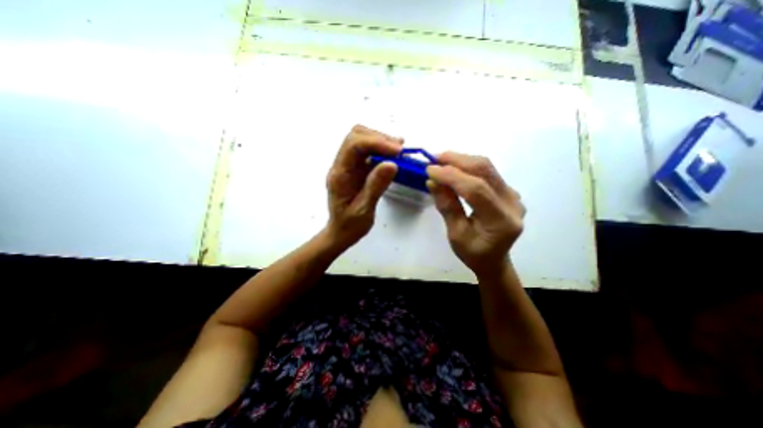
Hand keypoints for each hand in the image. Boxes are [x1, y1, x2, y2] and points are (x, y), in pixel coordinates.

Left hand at [325, 124, 400, 247]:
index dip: (376, 142)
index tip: (397, 151)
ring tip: (399, 152)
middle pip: (356, 136)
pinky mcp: (357, 169)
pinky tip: (394, 156)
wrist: (341, 232)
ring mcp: (349, 166)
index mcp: (339, 174)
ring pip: (362, 141)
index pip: (353, 145)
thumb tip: (392, 164)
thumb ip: (375, 186)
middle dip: (379, 138)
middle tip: (399, 150)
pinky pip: (368, 152)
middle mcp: (342, 165)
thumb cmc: (350, 225)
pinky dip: (382, 150)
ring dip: (381, 142)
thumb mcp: (363, 210)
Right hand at [427, 152, 527, 278]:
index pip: (476, 189)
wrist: (493, 260)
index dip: (451, 176)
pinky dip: (469, 167)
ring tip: (441, 161)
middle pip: (486, 171)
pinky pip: (488, 172)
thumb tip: (432, 182)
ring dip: (462, 160)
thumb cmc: (473, 253)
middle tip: (435, 158)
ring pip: (487, 168)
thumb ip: (447, 206)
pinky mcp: (508, 191)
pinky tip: (455, 169)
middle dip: (457, 160)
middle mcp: (513, 203)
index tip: (430, 170)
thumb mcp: (455, 234)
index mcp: (501, 221)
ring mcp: (513, 195)